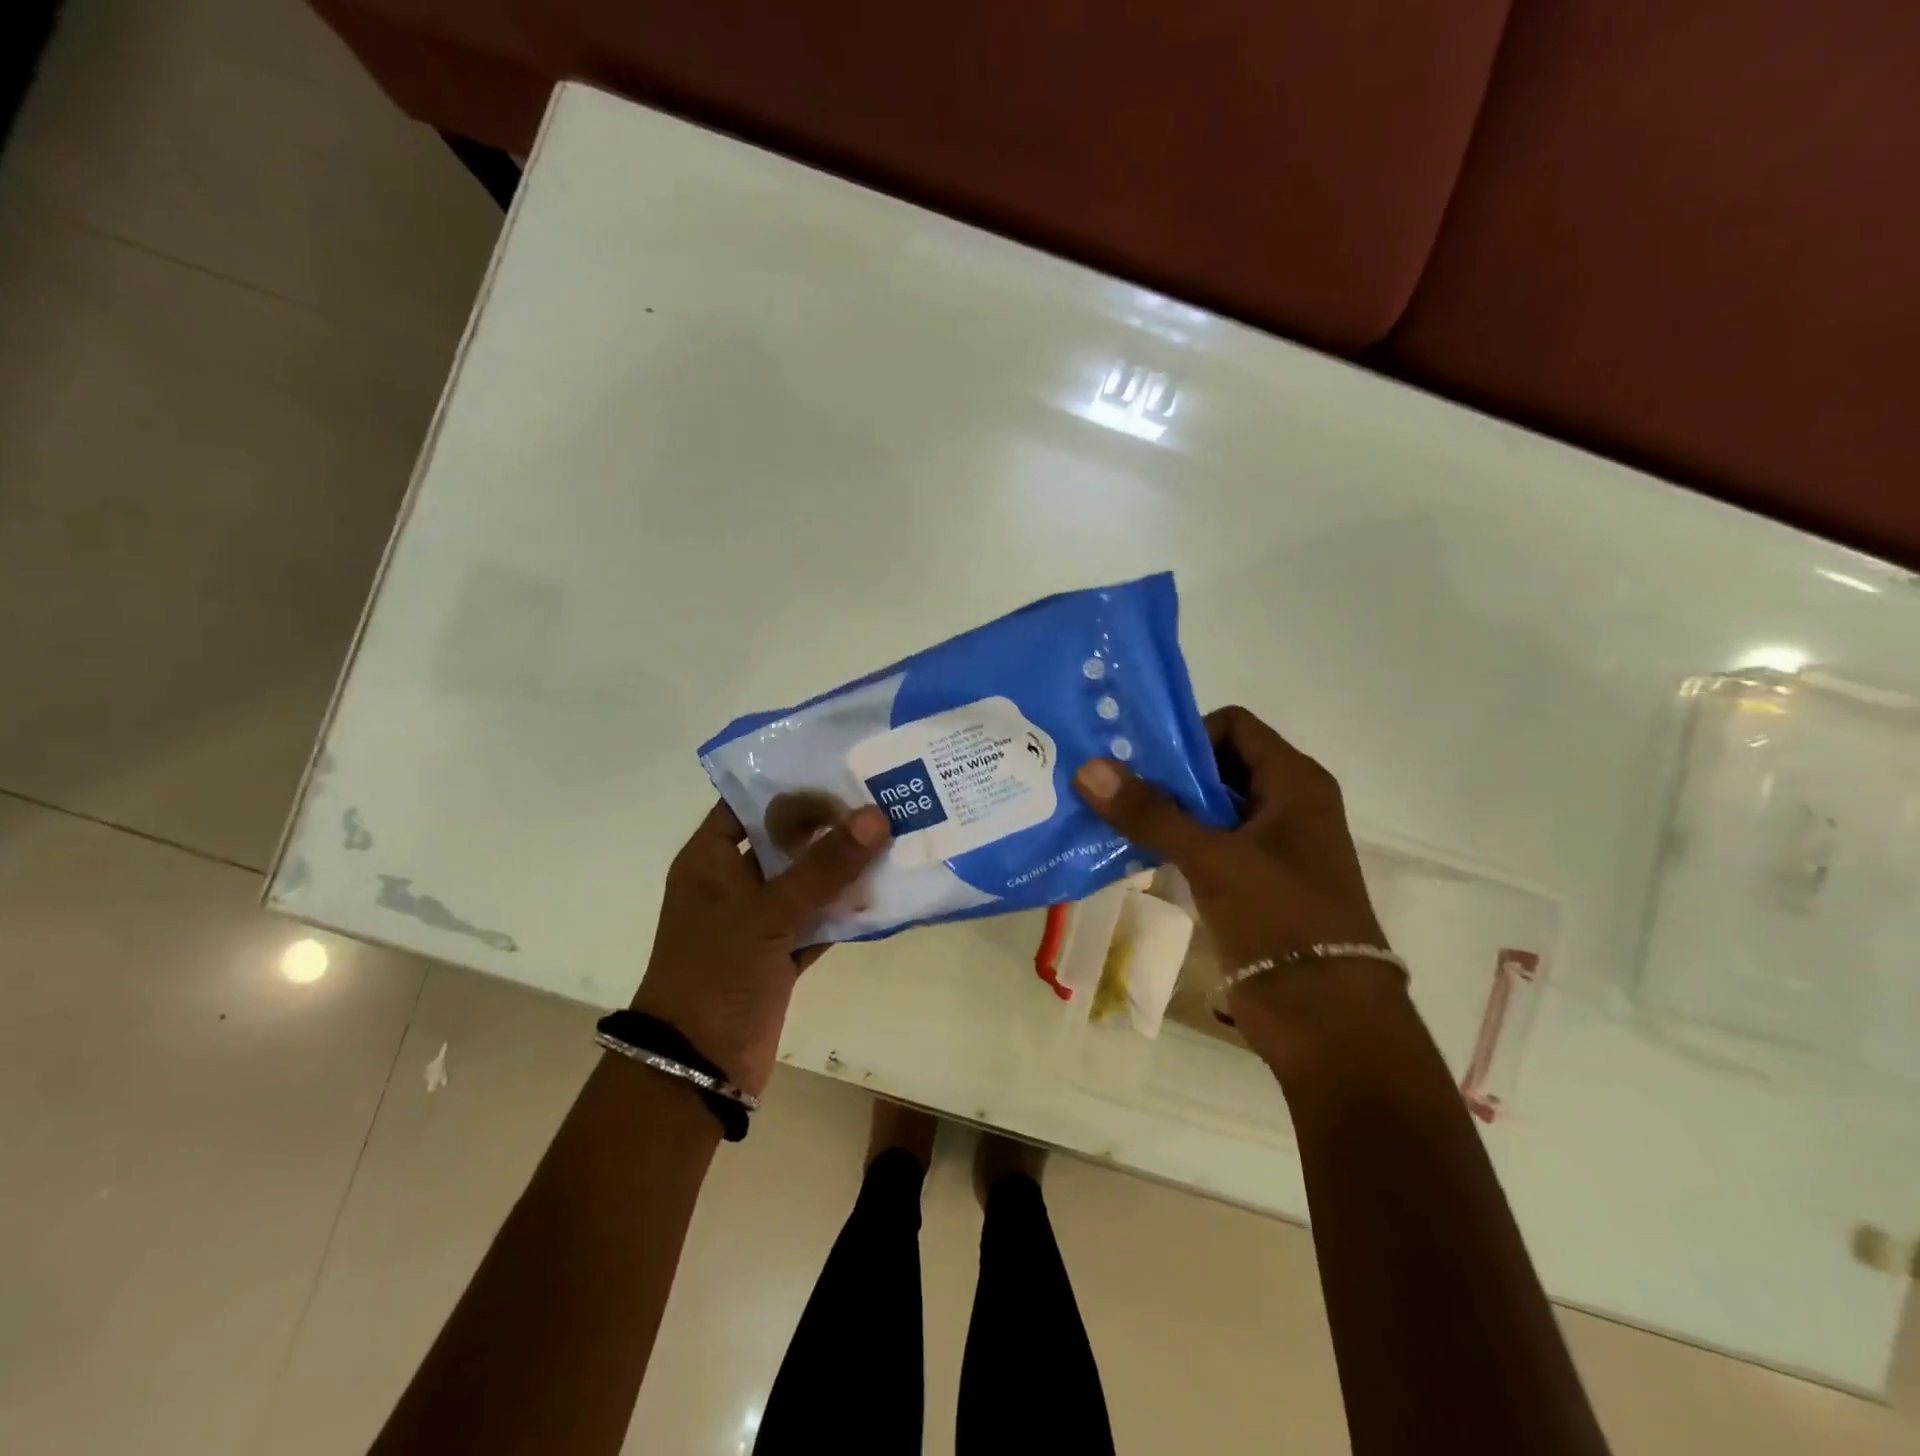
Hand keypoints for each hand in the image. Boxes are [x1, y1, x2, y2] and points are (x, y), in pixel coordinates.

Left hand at [632, 800, 889, 1096]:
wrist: (698, 1065)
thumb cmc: (717, 972)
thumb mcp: (769, 912)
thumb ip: (824, 866)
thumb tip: (875, 816)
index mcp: (710, 859)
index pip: (748, 803)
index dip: (790, 785)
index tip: (840, 770)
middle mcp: (733, 882)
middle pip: (784, 840)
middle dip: (829, 824)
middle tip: (880, 799)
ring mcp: (758, 918)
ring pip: (807, 880)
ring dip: (844, 867)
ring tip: (894, 836)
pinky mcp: (780, 951)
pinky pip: (820, 919)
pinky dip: (847, 909)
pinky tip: (886, 891)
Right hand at [1073, 706, 1391, 1039]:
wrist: (1325, 1018)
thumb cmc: (1281, 919)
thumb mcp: (1213, 858)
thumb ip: (1150, 812)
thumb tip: (1088, 767)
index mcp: (1295, 782)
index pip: (1233, 726)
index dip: (1186, 735)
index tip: (1139, 759)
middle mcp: (1286, 805)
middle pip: (1216, 766)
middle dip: (1165, 773)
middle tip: (1110, 783)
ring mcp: (1270, 847)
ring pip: (1208, 809)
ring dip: (1163, 811)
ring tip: (1109, 815)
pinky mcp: (1252, 884)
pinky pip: (1206, 846)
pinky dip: (1172, 844)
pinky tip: (1130, 851)